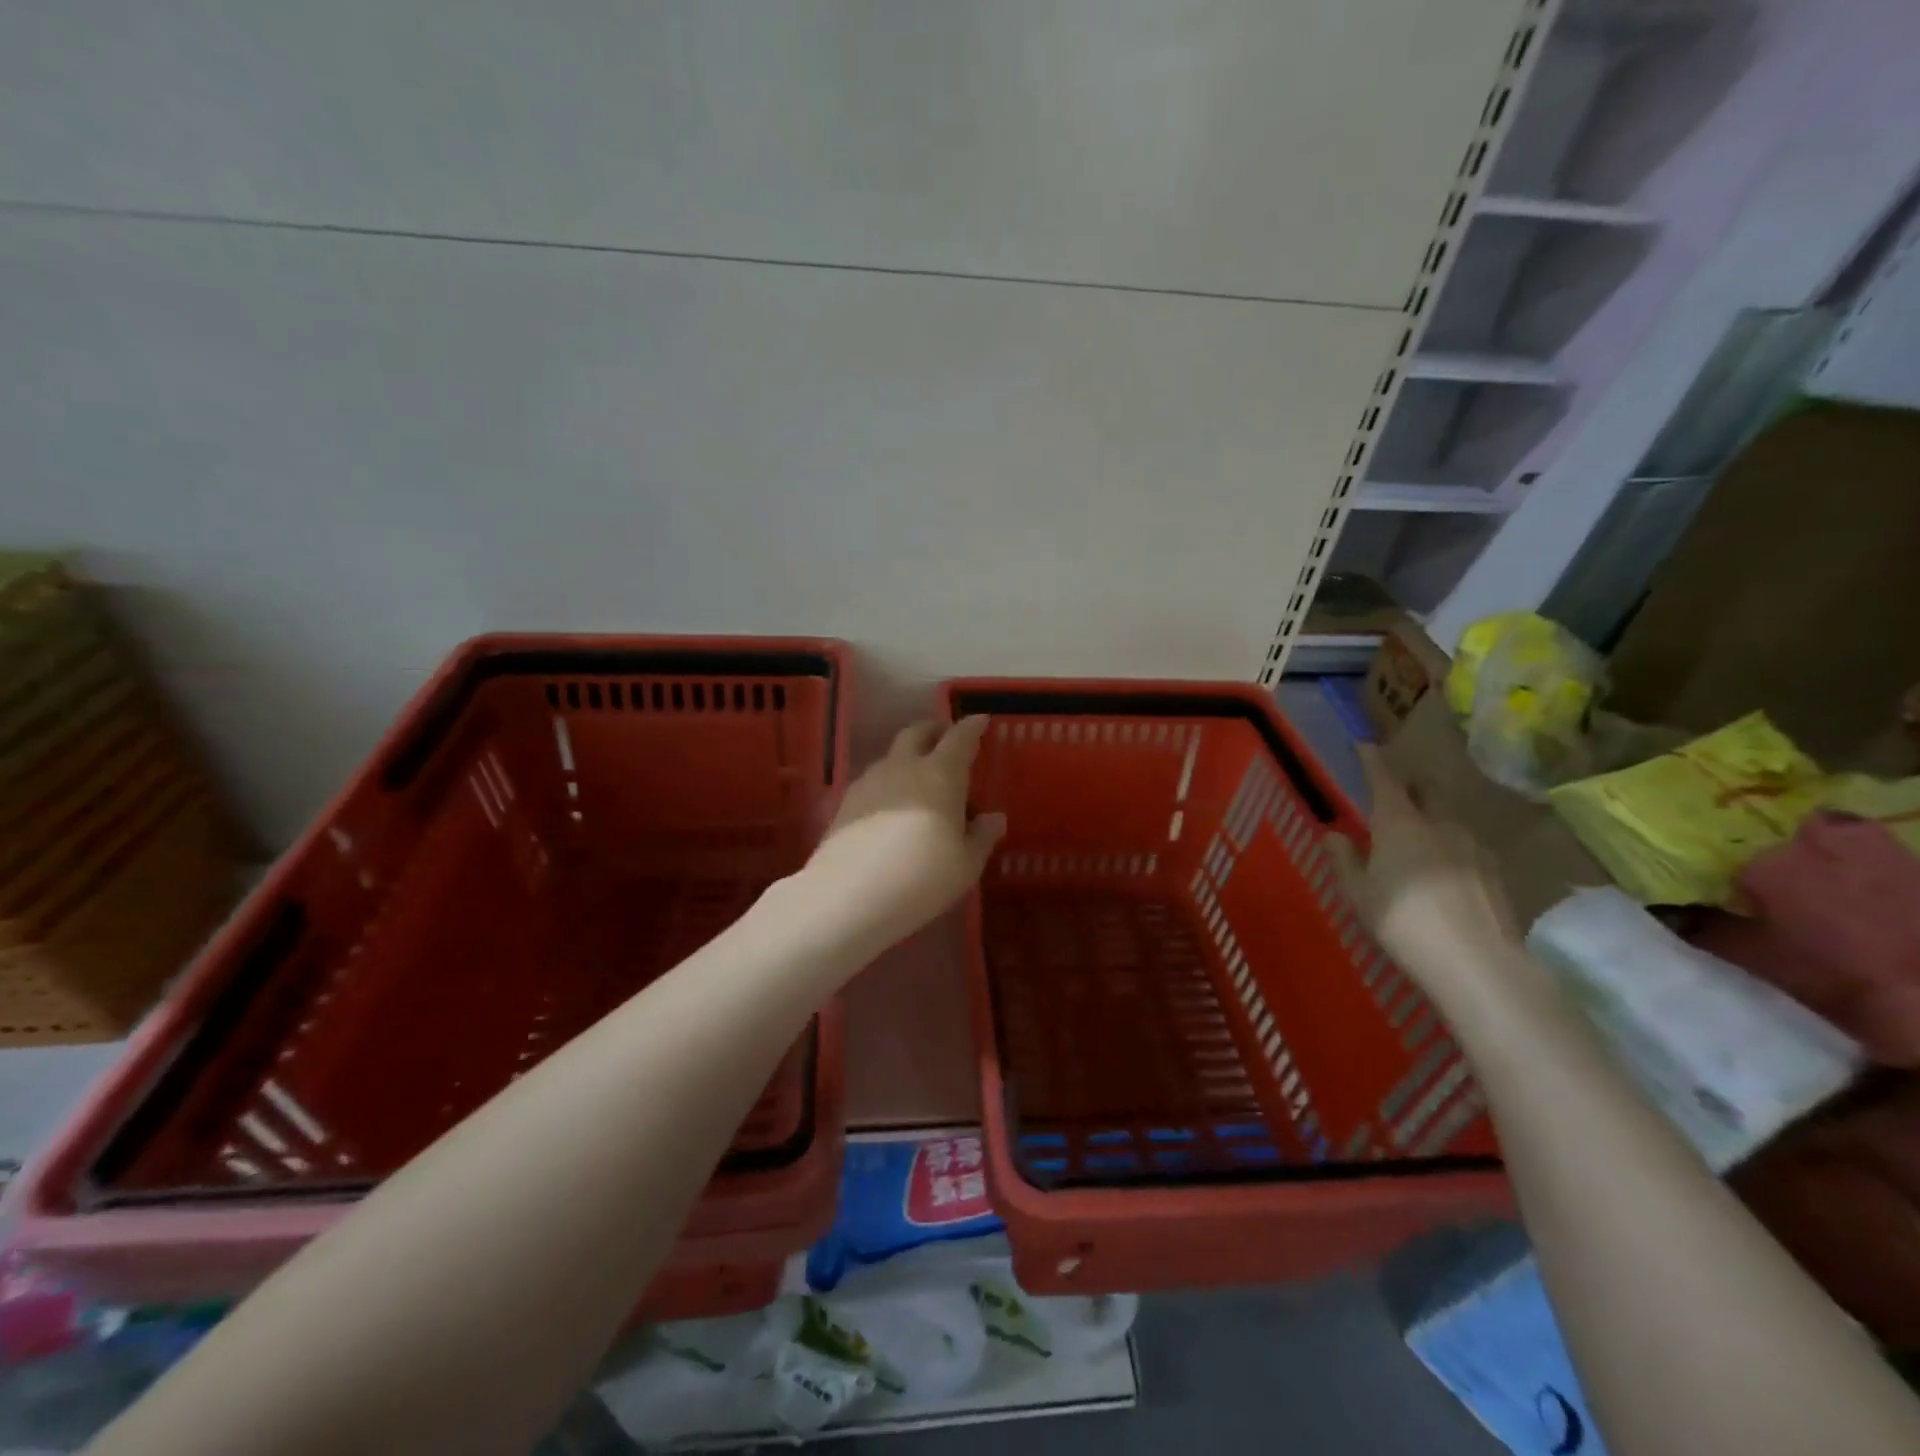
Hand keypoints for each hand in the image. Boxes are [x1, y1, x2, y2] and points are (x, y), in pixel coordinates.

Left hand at [799, 717, 1005, 955]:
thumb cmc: (922, 877)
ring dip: (907, 756)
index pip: (959, 739)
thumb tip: (994, 818)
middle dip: (933, 730)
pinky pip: (872, 780)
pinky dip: (887, 782)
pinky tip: (889, 805)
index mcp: (940, 775)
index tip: (980, 720)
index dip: (972, 727)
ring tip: (917, 776)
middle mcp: (903, 768)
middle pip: (917, 733)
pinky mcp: (844, 803)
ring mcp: (869, 782)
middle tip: (945, 737)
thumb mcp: (965, 865)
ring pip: (891, 756)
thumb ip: (982, 837)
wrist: (848, 895)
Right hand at [1326, 745, 1529, 1011]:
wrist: (1477, 963)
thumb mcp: (1359, 893)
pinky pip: (1466, 845)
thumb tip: (1334, 832)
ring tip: (1416, 839)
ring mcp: (1474, 846)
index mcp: (1400, 822)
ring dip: (1431, 818)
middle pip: (1425, 791)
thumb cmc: (1402, 921)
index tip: (1364, 745)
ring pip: (1448, 818)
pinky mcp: (1496, 871)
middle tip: (1391, 797)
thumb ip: (1345, 859)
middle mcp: (1440, 823)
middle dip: (1408, 787)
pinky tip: (1442, 871)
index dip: (1373, 760)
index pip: (1384, 778)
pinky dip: (1449, 846)